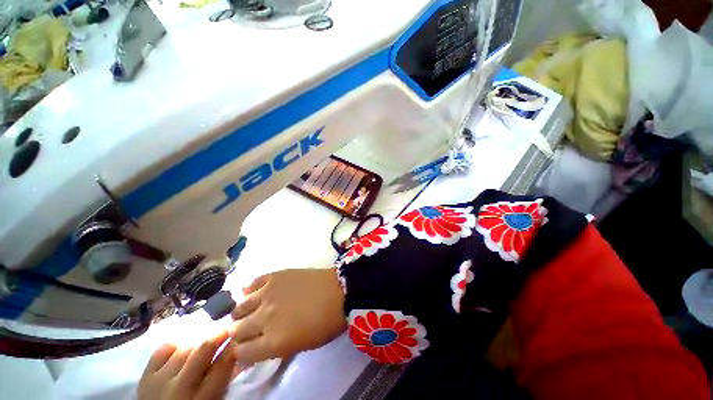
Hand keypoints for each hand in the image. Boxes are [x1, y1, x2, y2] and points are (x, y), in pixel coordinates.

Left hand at [138, 330, 240, 399]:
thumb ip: (223, 381)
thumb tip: (238, 354)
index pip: (222, 366)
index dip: (234, 347)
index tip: (242, 337)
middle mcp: (179, 389)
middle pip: (203, 349)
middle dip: (220, 333)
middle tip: (230, 326)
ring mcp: (159, 380)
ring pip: (185, 345)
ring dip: (201, 338)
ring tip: (208, 336)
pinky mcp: (145, 375)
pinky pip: (163, 348)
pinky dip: (178, 342)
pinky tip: (185, 344)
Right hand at [229, 268, 346, 364]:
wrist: (338, 291)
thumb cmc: (324, 323)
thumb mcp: (299, 346)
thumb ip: (272, 350)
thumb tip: (251, 355)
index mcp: (273, 342)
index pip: (241, 353)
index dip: (241, 353)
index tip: (246, 349)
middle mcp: (264, 318)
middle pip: (236, 331)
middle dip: (238, 334)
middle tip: (248, 330)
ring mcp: (268, 294)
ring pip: (239, 308)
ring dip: (240, 313)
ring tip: (249, 312)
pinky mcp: (275, 276)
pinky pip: (252, 283)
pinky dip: (249, 290)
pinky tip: (254, 293)